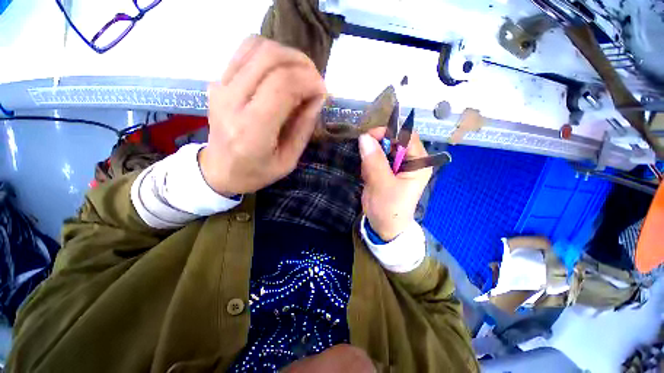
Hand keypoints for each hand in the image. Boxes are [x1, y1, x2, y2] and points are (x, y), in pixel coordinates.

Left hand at [200, 36, 326, 195]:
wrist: (220, 170)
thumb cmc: (257, 172)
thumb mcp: (289, 160)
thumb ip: (304, 128)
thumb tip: (318, 97)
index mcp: (252, 130)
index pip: (282, 86)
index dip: (309, 81)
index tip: (322, 92)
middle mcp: (232, 102)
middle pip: (270, 59)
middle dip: (302, 64)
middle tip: (315, 81)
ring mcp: (220, 87)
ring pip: (257, 47)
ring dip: (287, 55)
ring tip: (301, 74)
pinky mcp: (217, 81)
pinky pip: (245, 50)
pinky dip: (270, 53)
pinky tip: (281, 70)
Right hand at [359, 131, 432, 240]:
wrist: (384, 227)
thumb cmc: (388, 209)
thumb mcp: (381, 185)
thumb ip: (374, 161)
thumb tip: (364, 137)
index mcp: (419, 163)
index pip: (406, 136)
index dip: (388, 132)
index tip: (368, 137)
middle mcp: (411, 161)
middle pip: (394, 141)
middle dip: (377, 147)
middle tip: (366, 161)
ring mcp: (399, 165)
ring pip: (382, 149)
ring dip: (371, 157)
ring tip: (368, 174)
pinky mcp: (388, 170)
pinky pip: (376, 158)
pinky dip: (369, 164)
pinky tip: (368, 177)